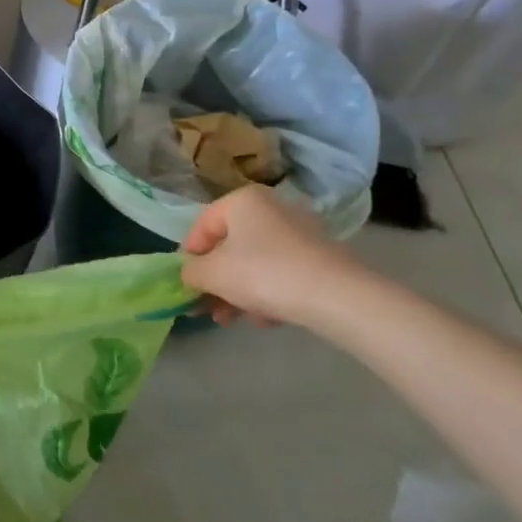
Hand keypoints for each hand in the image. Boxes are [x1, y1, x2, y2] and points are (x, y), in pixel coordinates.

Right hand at [180, 184, 364, 330]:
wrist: (337, 297)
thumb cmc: (263, 273)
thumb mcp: (212, 273)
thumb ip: (191, 271)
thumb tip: (190, 274)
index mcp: (242, 200)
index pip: (201, 226)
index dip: (188, 257)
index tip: (185, 285)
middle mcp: (271, 208)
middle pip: (230, 246)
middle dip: (216, 280)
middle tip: (207, 308)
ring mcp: (299, 232)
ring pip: (255, 262)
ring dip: (238, 291)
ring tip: (234, 320)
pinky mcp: (320, 257)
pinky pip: (281, 272)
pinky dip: (268, 292)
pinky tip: (267, 318)